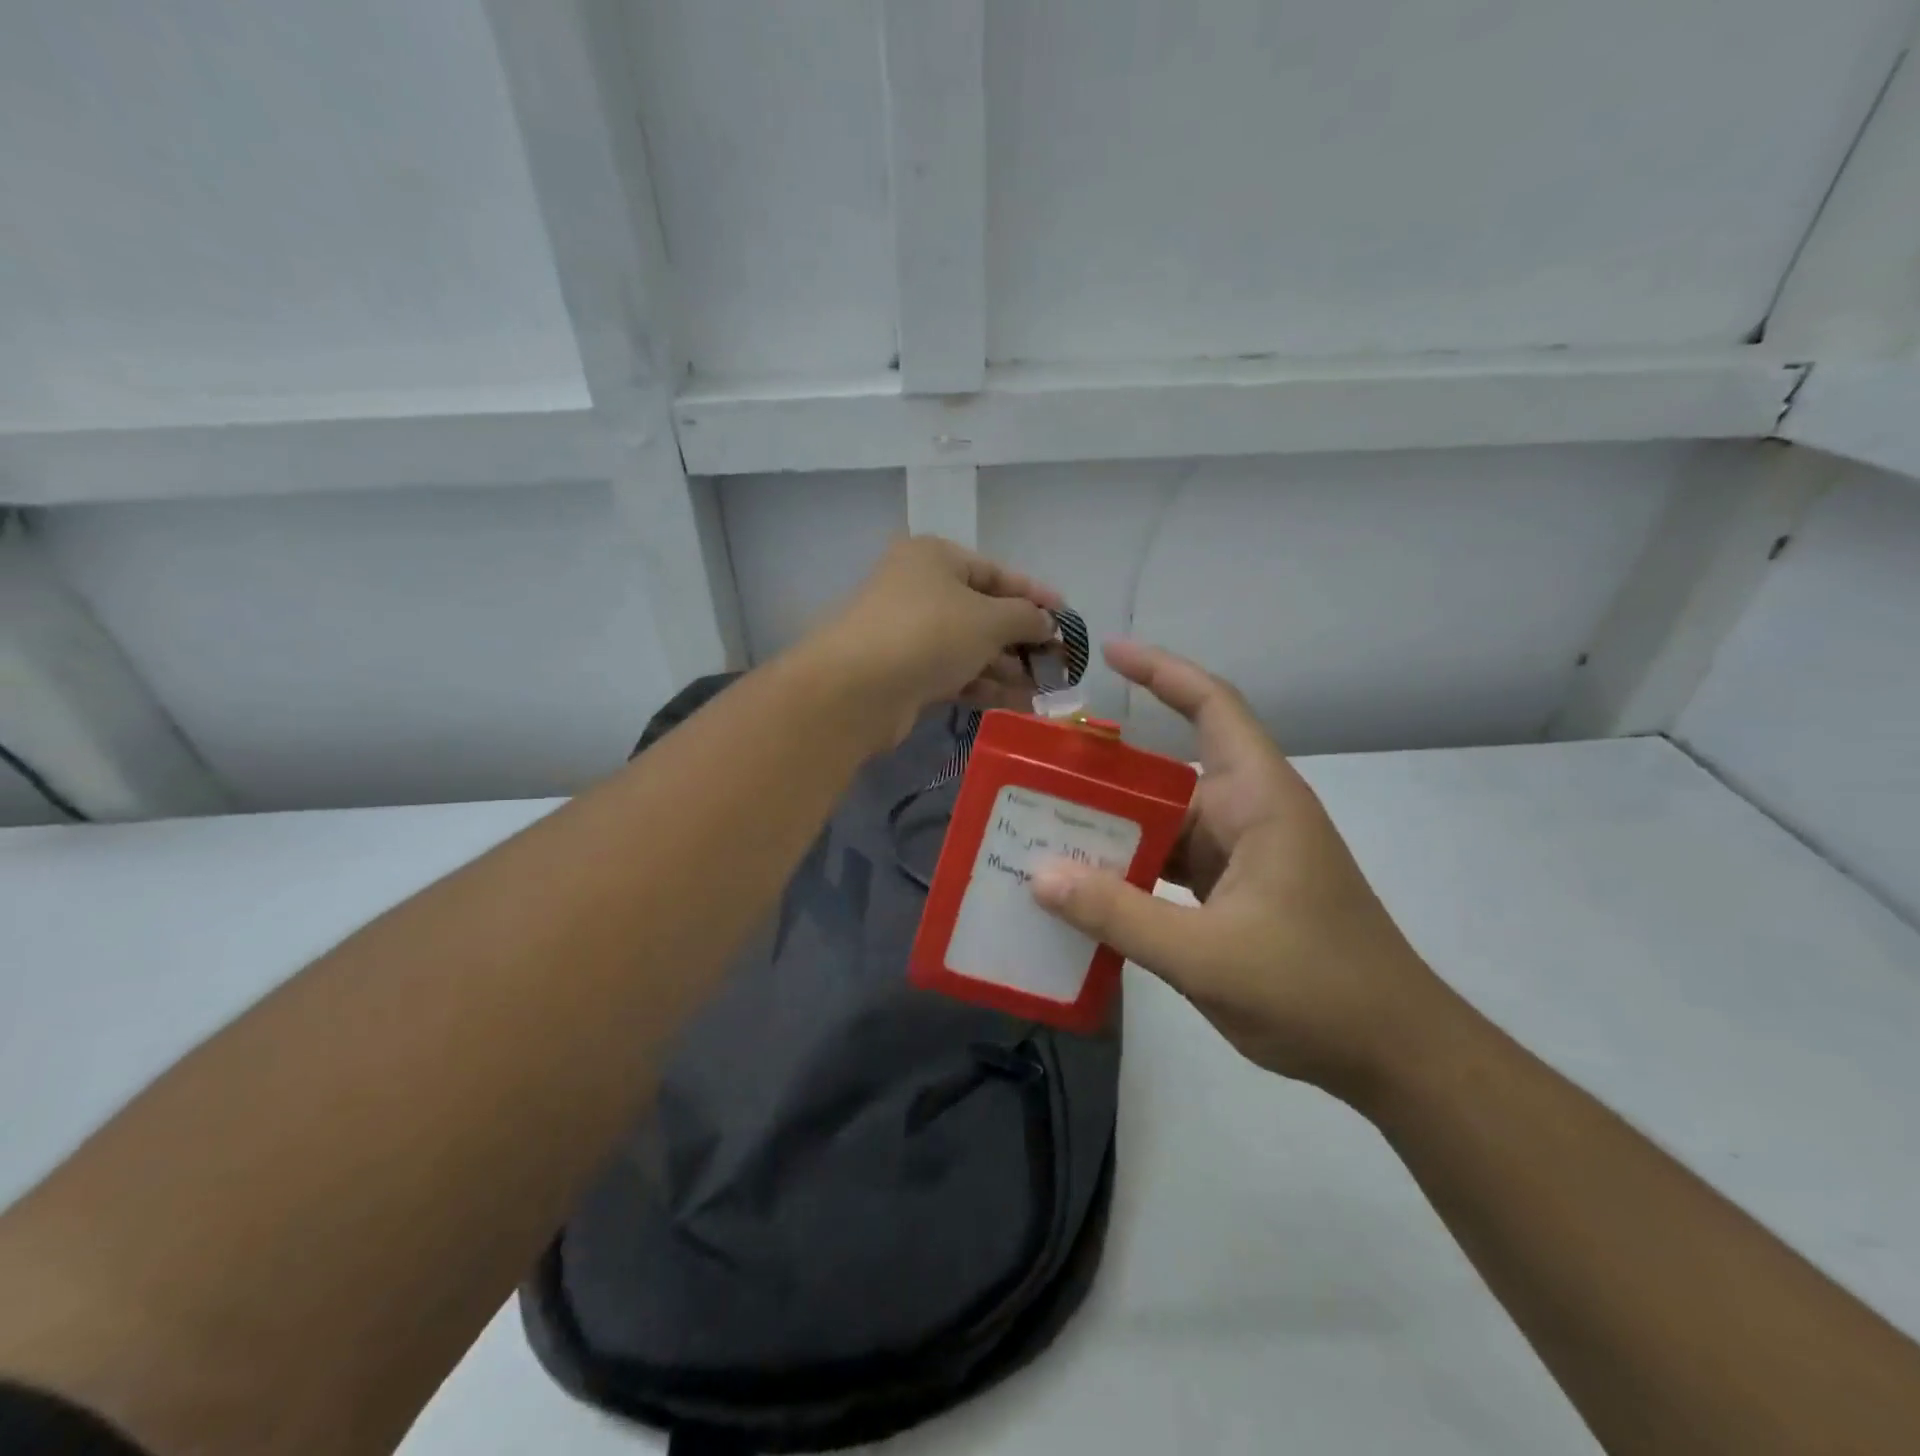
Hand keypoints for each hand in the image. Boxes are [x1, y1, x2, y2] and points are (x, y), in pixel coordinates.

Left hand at [807, 537, 1062, 745]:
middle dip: (1023, 638)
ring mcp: (909, 633)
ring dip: (1008, 666)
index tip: (1067, 616)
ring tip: (1047, 687)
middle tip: (1061, 661)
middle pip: (983, 612)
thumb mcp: (990, 618)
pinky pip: (955, 673)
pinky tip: (1019, 702)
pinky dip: (985, 685)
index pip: (996, 572)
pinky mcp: (905, 673)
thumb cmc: (929, 633)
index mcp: (934, 558)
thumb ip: (1026, 617)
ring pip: (970, 647)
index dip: (1035, 594)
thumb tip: (1047, 624)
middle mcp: (919, 589)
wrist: (858, 689)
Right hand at [1029, 641, 1448, 1101]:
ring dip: (1114, 828)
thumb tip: (1039, 876)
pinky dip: (1131, 870)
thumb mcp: (1206, 956)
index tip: (1110, 654)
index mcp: (1259, 801)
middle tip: (1037, 774)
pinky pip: (1172, 864)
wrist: (1393, 1054)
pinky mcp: (1237, 893)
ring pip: (1166, 823)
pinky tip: (1085, 888)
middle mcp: (1250, 815)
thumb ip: (1119, 916)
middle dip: (1107, 772)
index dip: (1163, 672)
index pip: (1213, 707)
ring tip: (1043, 832)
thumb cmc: (1314, 989)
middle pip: (1170, 773)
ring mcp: (1244, 856)